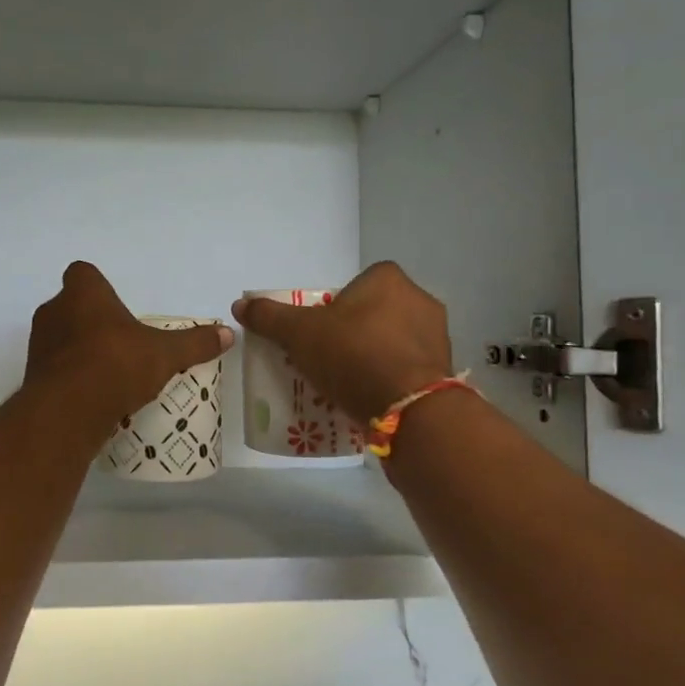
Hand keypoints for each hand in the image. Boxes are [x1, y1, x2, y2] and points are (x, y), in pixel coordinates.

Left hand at [26, 262, 233, 427]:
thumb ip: (194, 343)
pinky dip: (70, 376)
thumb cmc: (115, 364)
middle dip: (92, 320)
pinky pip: (55, 367)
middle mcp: (54, 311)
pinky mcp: (33, 375)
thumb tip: (228, 334)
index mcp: (83, 293)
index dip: (99, 287)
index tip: (117, 307)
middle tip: (120, 341)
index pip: (83, 273)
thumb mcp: (164, 354)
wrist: (67, 411)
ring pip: (61, 337)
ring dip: (80, 348)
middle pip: (72, 306)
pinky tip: (93, 394)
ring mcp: (39, 344)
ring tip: (109, 371)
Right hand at [232, 262, 452, 424]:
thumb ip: (270, 316)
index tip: (319, 333)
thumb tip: (240, 304)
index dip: (334, 308)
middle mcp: (419, 298)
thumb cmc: (352, 354)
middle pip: (374, 312)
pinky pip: (408, 366)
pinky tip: (371, 396)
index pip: (354, 286)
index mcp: (388, 278)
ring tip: (347, 382)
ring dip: (373, 355)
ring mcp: (437, 334)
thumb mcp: (299, 333)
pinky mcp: (444, 368)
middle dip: (353, 332)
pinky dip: (391, 376)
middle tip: (328, 358)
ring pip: (393, 340)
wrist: (407, 407)